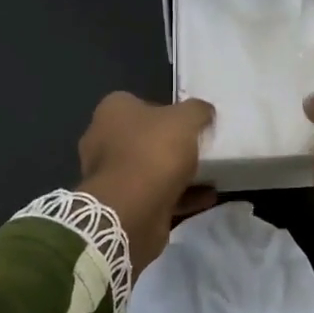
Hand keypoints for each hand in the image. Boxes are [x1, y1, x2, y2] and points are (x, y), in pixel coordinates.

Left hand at [77, 92, 216, 274]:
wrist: (132, 209)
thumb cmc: (153, 151)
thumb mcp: (186, 119)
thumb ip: (197, 110)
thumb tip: (204, 112)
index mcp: (112, 112)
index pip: (139, 103)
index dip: (166, 110)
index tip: (189, 122)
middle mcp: (103, 141)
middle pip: (144, 138)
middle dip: (171, 144)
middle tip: (200, 148)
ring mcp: (110, 176)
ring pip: (150, 170)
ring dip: (178, 173)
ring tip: (211, 175)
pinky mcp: (122, 205)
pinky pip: (156, 196)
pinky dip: (181, 196)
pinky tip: (207, 198)